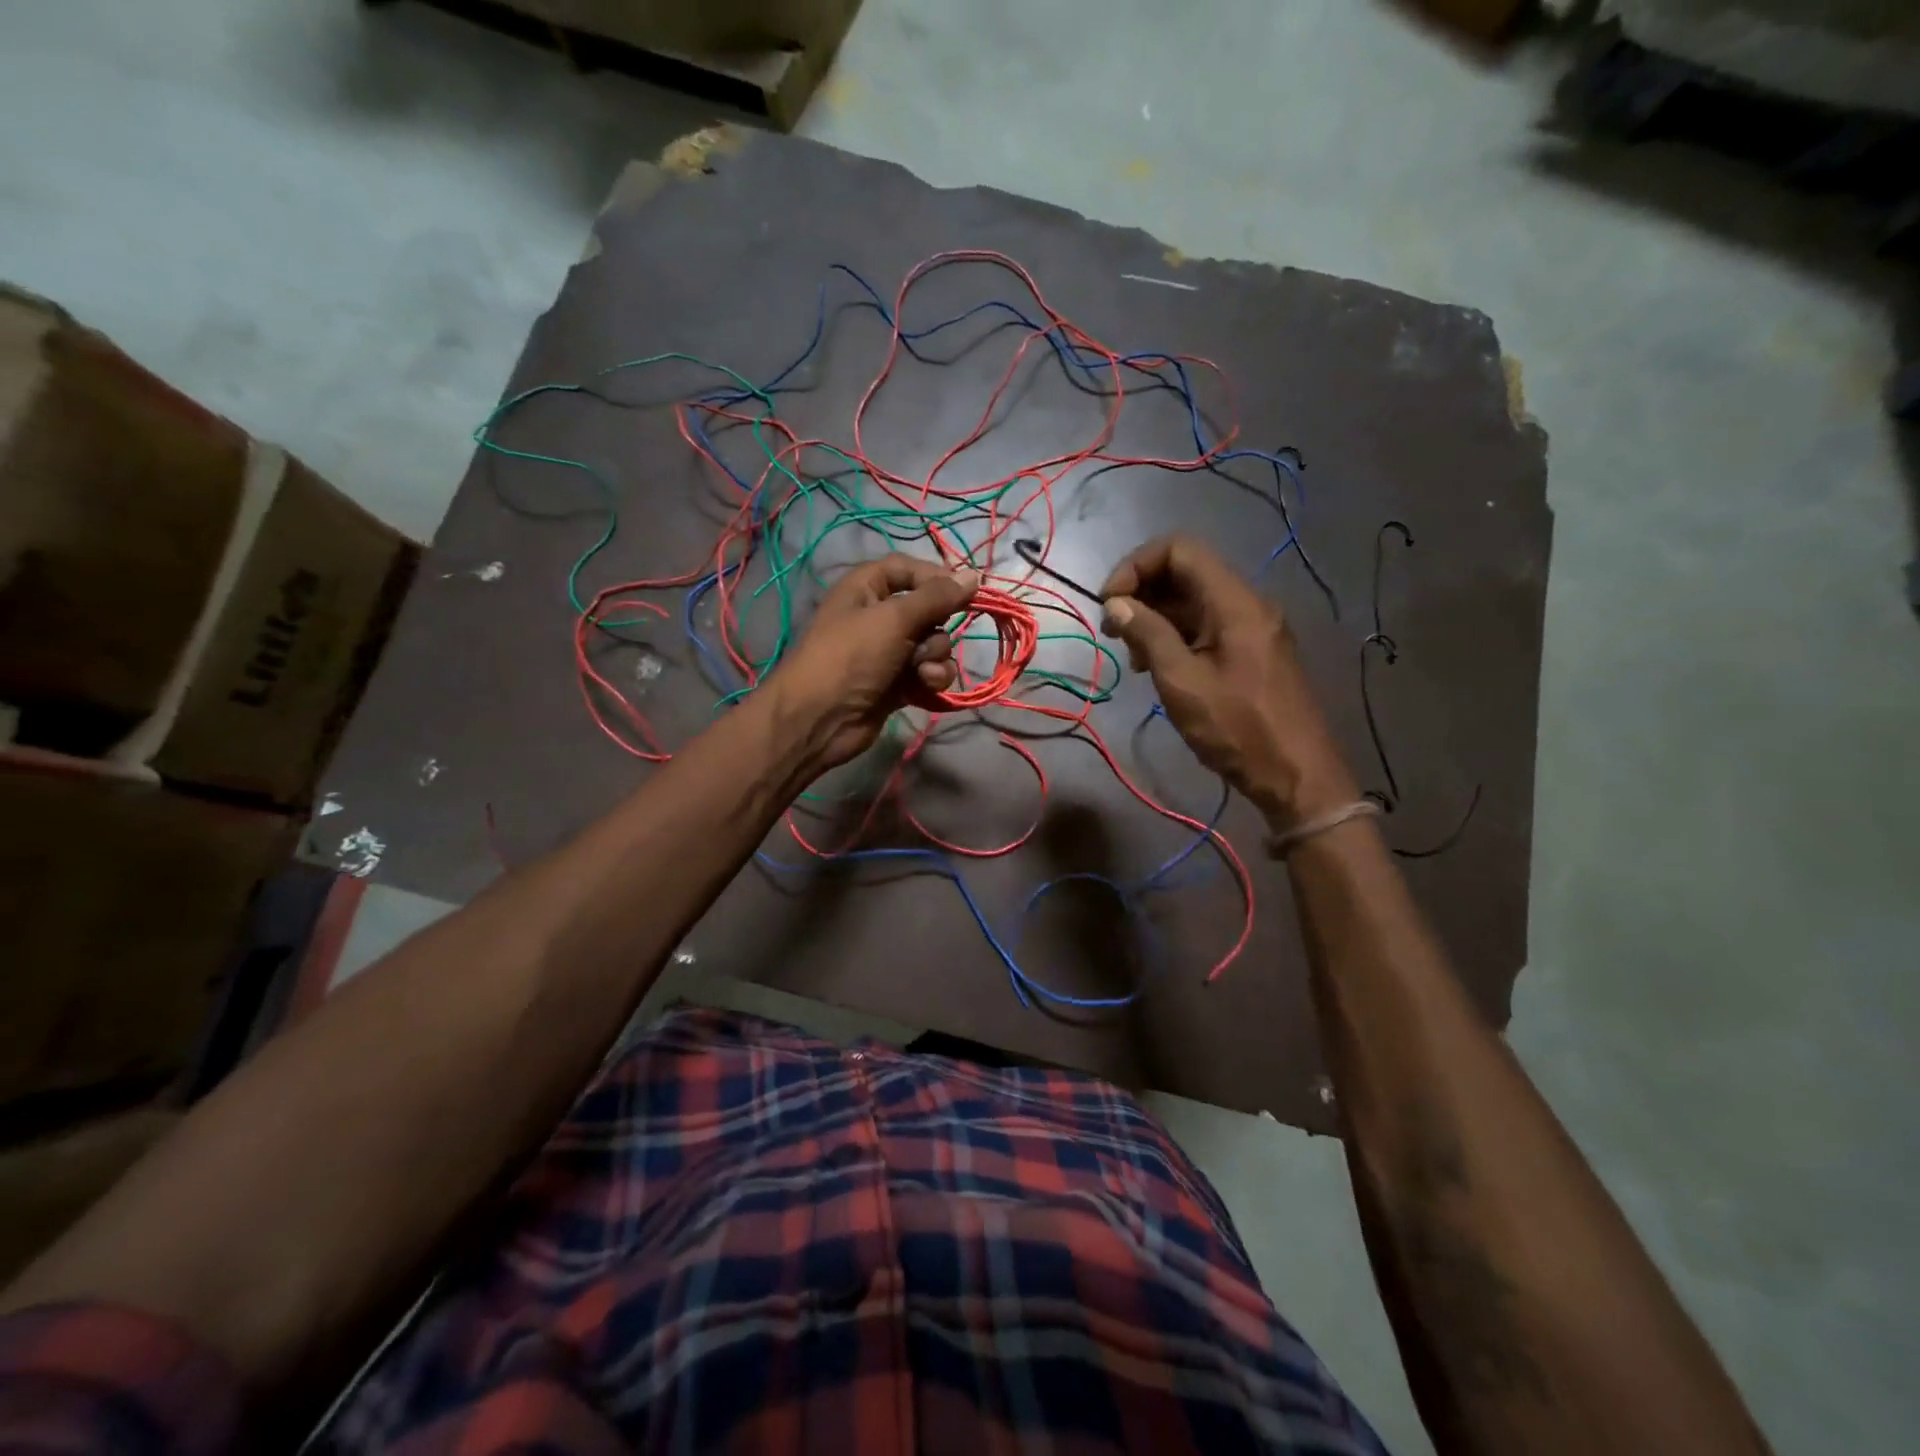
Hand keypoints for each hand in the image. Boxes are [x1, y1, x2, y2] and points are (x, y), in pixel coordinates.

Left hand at [769, 554, 979, 772]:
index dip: (936, 577)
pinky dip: (932, 678)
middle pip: (928, 609)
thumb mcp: (894, 619)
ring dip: (936, 657)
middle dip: (937, 627)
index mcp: (866, 588)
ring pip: (933, 644)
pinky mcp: (898, 683)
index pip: (908, 569)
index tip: (967, 590)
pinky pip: (929, 672)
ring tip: (922, 672)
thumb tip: (974, 574)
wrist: (820, 719)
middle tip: (928, 641)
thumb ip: (936, 597)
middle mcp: (878, 616)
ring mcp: (888, 652)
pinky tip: (925, 687)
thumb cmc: (851, 657)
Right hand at [1100, 535, 1356, 826]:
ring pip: (1194, 600)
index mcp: (1235, 602)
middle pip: (1186, 571)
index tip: (1109, 604)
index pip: (1179, 549)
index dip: (1135, 566)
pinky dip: (1175, 635)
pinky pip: (1207, 625)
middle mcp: (1247, 603)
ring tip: (1132, 656)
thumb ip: (1148, 635)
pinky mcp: (1252, 651)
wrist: (1296, 775)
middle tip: (1114, 632)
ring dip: (1156, 617)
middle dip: (1142, 592)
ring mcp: (1252, 627)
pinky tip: (1157, 666)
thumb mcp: (1182, 682)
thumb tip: (1115, 603)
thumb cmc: (1238, 729)